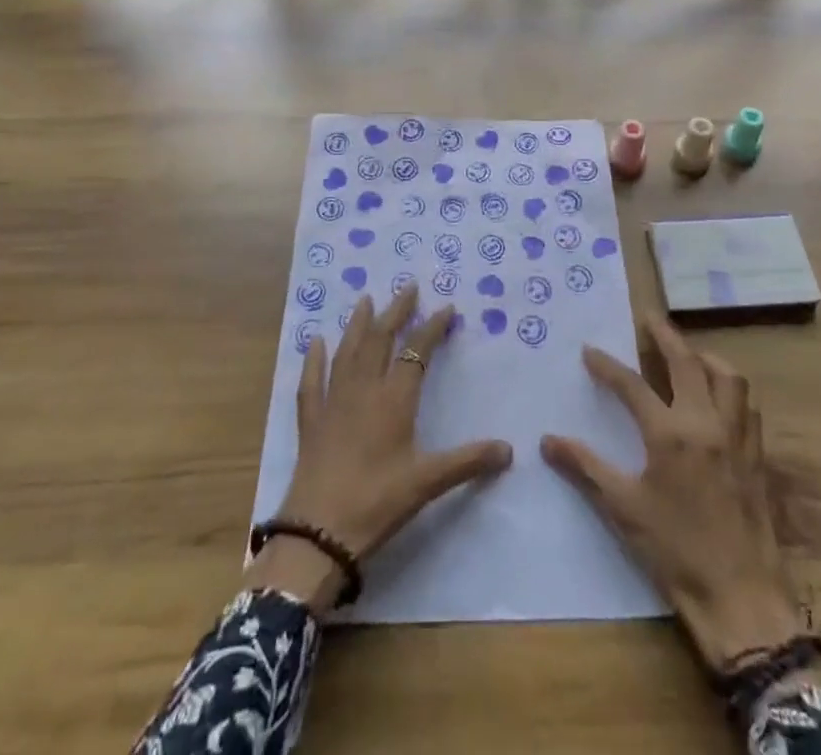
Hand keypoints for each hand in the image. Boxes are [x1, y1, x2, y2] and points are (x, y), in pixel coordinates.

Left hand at [249, 284, 512, 607]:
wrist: (318, 534)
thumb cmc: (377, 503)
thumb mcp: (427, 483)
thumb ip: (468, 462)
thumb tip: (509, 450)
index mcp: (394, 399)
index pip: (416, 352)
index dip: (432, 327)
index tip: (447, 308)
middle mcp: (363, 390)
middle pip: (380, 340)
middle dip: (395, 312)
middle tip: (407, 287)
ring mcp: (333, 402)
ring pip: (347, 352)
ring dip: (358, 324)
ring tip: (365, 299)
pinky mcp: (311, 421)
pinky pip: (312, 382)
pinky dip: (314, 360)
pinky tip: (315, 342)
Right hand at [541, 318, 803, 670]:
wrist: (742, 599)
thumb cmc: (676, 553)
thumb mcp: (623, 510)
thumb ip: (585, 468)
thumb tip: (547, 440)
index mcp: (670, 434)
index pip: (633, 385)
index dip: (607, 365)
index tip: (589, 350)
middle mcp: (706, 423)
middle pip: (687, 361)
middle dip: (665, 334)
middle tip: (648, 318)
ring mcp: (736, 437)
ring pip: (728, 377)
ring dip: (706, 357)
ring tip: (687, 355)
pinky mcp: (757, 456)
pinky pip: (747, 406)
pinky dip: (730, 389)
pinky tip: (718, 399)